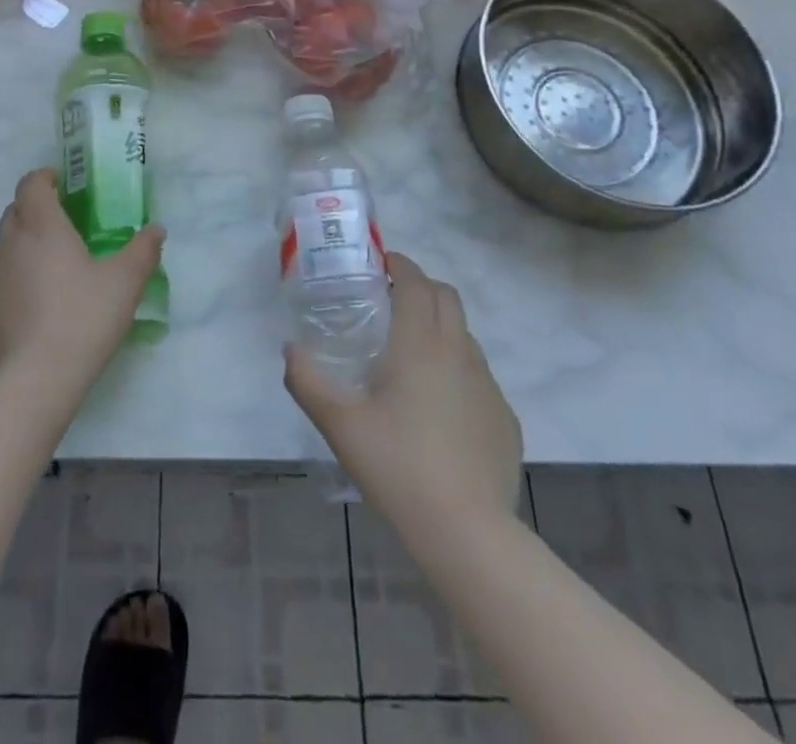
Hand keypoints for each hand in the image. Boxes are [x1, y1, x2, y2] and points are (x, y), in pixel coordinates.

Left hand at [0, 169, 163, 394]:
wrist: (32, 383)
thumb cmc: (83, 320)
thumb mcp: (125, 284)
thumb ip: (142, 251)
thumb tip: (156, 230)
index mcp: (41, 227)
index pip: (32, 184)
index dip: (44, 178)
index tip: (60, 185)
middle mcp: (6, 246)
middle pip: (14, 214)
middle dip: (34, 213)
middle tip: (62, 231)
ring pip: (1, 253)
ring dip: (21, 254)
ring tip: (47, 280)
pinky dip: (8, 291)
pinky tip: (27, 317)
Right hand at [286, 251, 522, 533]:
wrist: (466, 532)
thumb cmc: (397, 466)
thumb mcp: (339, 423)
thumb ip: (307, 380)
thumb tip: (291, 350)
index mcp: (420, 343)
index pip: (416, 282)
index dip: (400, 264)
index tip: (381, 263)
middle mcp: (459, 352)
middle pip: (447, 297)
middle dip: (421, 287)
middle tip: (392, 301)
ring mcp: (487, 385)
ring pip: (464, 335)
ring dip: (440, 326)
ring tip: (411, 354)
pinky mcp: (504, 417)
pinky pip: (478, 375)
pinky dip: (457, 368)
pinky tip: (438, 407)